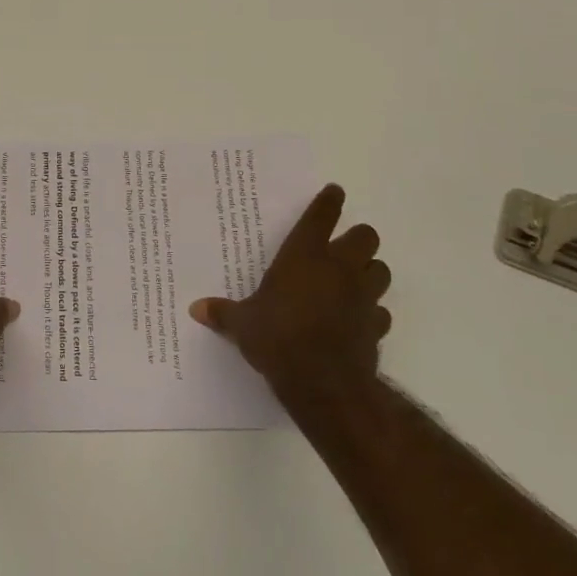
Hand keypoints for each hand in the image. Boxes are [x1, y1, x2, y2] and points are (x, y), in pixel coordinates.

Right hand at [189, 184, 390, 408]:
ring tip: (353, 281)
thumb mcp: (242, 325)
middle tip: (341, 249)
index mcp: (304, 256)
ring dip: (370, 271)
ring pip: (381, 270)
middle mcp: (339, 268)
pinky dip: (372, 312)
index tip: (334, 192)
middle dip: (357, 239)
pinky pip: (381, 311)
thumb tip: (195, 309)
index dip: (329, 201)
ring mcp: (362, 296)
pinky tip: (357, 320)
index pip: (322, 216)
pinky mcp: (376, 326)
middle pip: (366, 236)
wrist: (323, 383)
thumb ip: (223, 313)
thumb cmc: (278, 338)